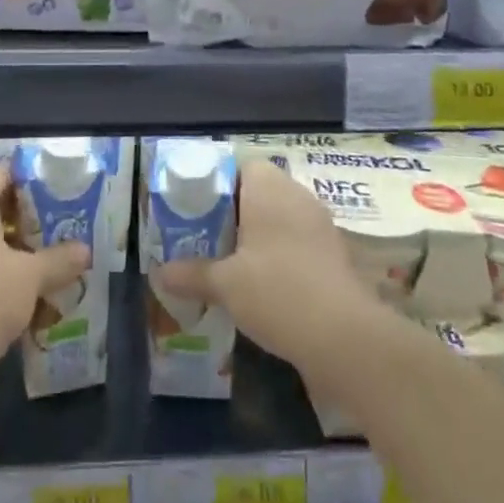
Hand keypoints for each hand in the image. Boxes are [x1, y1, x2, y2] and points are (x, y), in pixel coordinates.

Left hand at [0, 164, 90, 417]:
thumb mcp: (31, 277)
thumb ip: (59, 260)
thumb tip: (84, 251)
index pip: (2, 172)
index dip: (31, 183)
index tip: (59, 200)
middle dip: (27, 225)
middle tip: (60, 237)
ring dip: (14, 259)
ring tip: (48, 275)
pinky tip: (25, 308)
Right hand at [157, 157, 379, 381]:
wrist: (344, 337)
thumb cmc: (277, 293)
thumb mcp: (225, 285)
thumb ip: (191, 275)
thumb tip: (159, 273)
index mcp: (269, 189)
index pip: (243, 165)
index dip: (219, 182)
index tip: (198, 208)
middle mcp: (297, 197)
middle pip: (261, 191)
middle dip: (235, 212)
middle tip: (207, 237)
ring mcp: (320, 225)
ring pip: (281, 218)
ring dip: (259, 235)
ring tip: (231, 263)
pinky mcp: (334, 254)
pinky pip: (299, 241)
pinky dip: (281, 254)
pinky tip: (264, 284)